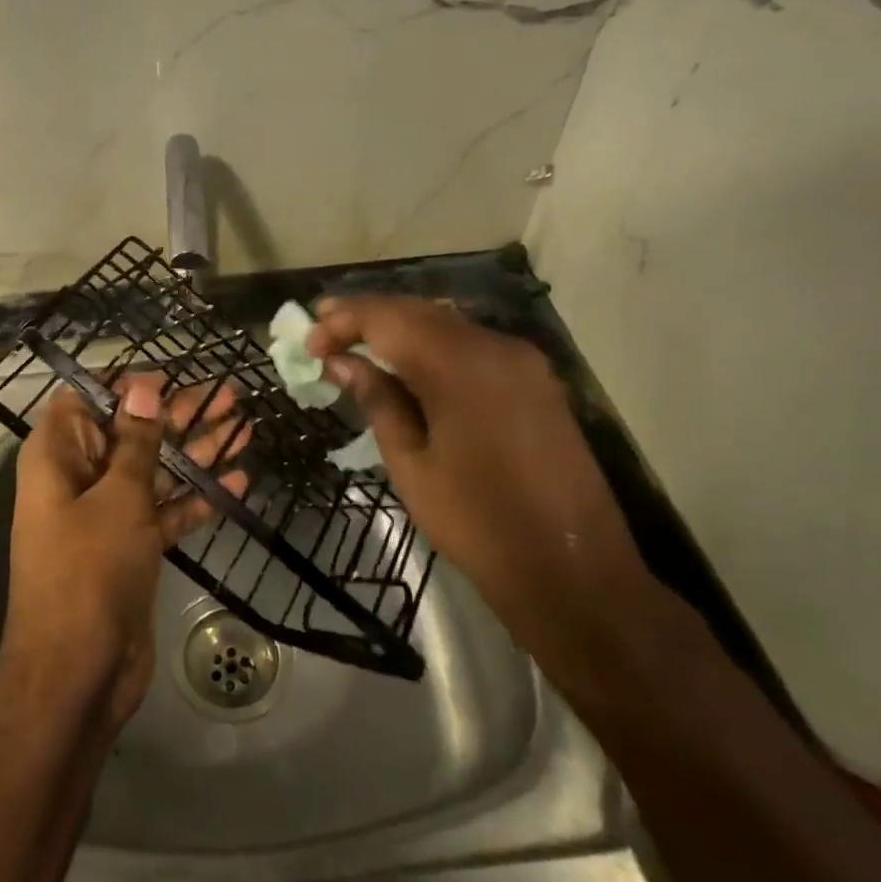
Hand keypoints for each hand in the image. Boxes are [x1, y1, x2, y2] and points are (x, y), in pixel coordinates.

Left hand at [0, 375, 245, 732]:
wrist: (79, 673)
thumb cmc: (89, 570)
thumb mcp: (117, 497)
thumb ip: (135, 441)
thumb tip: (142, 387)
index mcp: (57, 457)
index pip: (86, 400)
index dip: (127, 385)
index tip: (172, 375)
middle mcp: (79, 479)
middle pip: (131, 432)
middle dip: (178, 414)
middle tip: (230, 395)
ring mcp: (107, 515)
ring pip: (154, 470)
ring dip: (196, 452)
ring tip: (244, 426)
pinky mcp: (132, 547)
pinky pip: (165, 511)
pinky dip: (196, 498)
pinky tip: (239, 482)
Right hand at [307, 296, 661, 686]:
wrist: (572, 570)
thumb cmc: (478, 523)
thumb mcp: (411, 464)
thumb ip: (377, 400)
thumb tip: (342, 362)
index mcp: (459, 365)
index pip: (387, 318)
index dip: (341, 322)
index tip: (308, 345)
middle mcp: (495, 346)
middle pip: (417, 311)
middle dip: (366, 316)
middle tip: (323, 330)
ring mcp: (522, 361)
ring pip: (446, 323)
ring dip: (399, 327)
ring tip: (356, 343)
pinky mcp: (536, 380)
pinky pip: (472, 344)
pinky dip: (433, 345)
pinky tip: (408, 364)